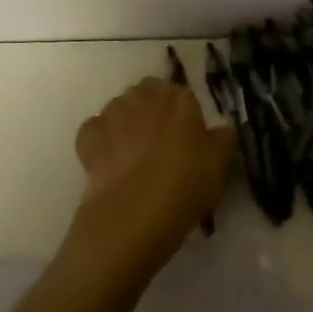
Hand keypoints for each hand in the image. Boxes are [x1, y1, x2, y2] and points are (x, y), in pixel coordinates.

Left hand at [64, 78, 233, 281]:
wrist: (132, 215)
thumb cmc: (185, 185)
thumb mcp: (221, 164)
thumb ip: (224, 138)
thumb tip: (221, 130)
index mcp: (178, 98)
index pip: (182, 95)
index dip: (184, 118)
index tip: (187, 141)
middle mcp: (143, 96)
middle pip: (149, 96)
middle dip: (153, 113)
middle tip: (161, 146)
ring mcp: (111, 113)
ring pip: (121, 110)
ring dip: (127, 124)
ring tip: (134, 156)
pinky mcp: (88, 136)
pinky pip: (96, 131)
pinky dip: (101, 141)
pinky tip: (110, 162)